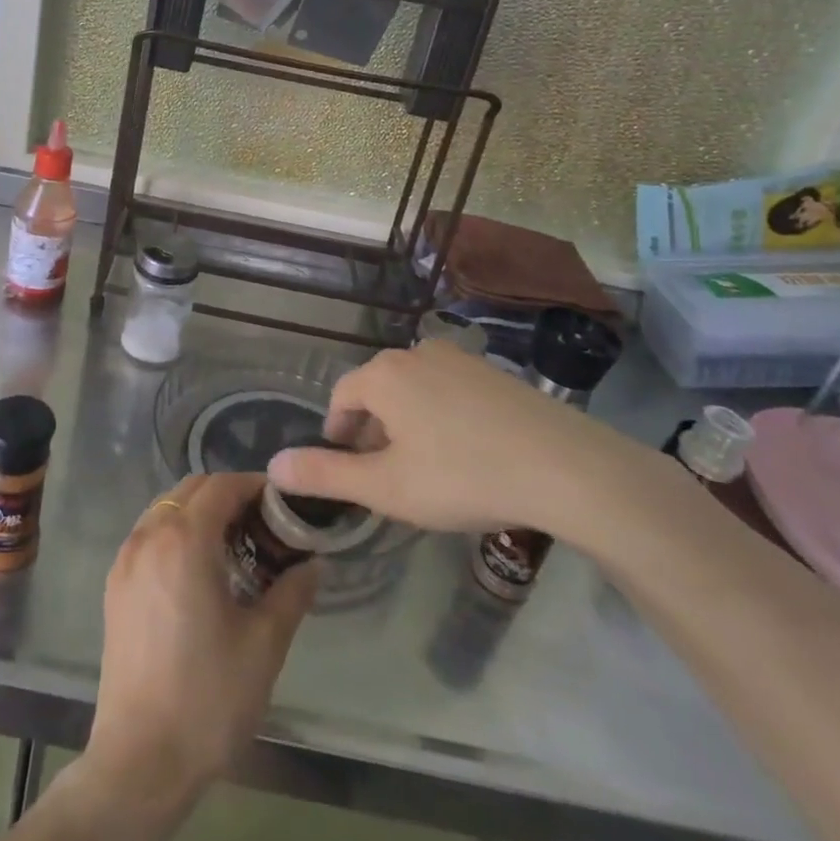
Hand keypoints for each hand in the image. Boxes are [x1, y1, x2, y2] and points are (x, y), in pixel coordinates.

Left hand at [85, 473, 315, 806]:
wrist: (140, 761)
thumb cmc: (208, 699)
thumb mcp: (264, 645)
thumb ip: (292, 592)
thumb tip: (313, 563)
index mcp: (184, 540)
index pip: (222, 486)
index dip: (254, 486)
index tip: (282, 504)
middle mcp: (149, 536)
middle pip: (191, 489)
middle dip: (228, 495)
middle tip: (263, 524)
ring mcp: (125, 560)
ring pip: (166, 508)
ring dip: (199, 512)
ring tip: (233, 545)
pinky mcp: (114, 586)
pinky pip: (148, 534)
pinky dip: (175, 532)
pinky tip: (198, 570)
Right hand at [266, 340, 666, 544]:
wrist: (566, 467)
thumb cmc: (463, 476)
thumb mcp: (386, 487)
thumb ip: (325, 475)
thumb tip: (273, 465)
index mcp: (384, 374)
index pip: (342, 396)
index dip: (337, 433)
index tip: (347, 467)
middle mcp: (417, 353)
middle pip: (378, 391)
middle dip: (373, 431)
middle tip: (386, 475)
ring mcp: (460, 359)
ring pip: (414, 390)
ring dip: (408, 424)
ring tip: (426, 469)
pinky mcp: (494, 372)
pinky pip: (450, 390)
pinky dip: (443, 417)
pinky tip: (467, 454)